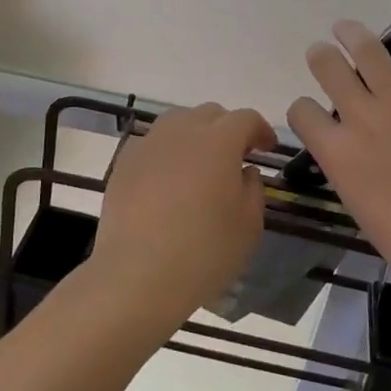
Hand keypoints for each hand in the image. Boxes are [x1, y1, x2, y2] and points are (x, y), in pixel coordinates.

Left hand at [87, 102, 274, 331]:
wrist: (138, 277)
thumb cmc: (204, 251)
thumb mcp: (249, 224)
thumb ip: (253, 188)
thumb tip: (244, 171)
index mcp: (219, 141)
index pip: (245, 119)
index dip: (260, 130)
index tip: (266, 149)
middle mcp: (183, 132)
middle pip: (210, 114)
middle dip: (227, 129)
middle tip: (234, 157)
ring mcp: (149, 145)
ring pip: (177, 123)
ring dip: (194, 135)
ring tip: (198, 165)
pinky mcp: (124, 164)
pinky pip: (152, 145)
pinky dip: (166, 153)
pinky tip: (167, 182)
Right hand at [287, 0, 390, 304]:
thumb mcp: (360, 209)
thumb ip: (347, 171)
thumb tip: (347, 152)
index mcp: (337, 153)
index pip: (301, 112)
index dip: (303, 110)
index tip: (312, 114)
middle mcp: (362, 118)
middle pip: (328, 68)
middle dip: (321, 58)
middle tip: (324, 56)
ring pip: (367, 50)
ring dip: (351, 33)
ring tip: (345, 28)